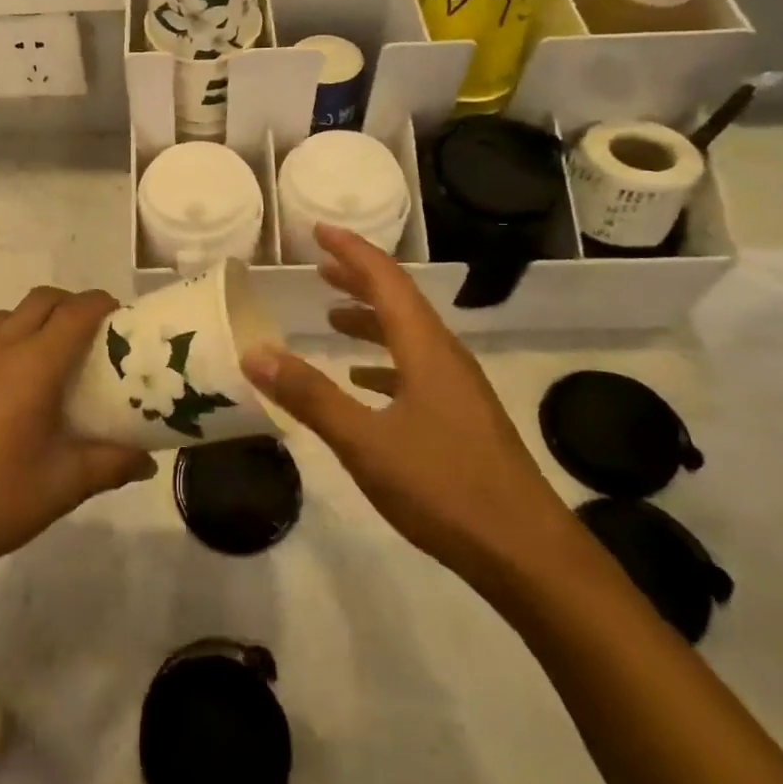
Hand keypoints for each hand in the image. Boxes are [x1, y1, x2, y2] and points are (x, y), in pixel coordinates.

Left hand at [0, 287, 156, 586]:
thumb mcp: (62, 487)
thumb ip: (110, 465)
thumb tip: (147, 461)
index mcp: (33, 365)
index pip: (77, 311)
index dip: (103, 305)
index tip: (121, 320)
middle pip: (41, 300)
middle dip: (70, 306)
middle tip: (88, 339)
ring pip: (3, 318)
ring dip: (31, 324)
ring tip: (43, 366)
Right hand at [240, 224, 576, 597]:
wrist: (526, 553)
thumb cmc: (444, 488)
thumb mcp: (366, 442)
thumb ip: (310, 396)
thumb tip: (256, 353)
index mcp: (426, 349)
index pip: (386, 280)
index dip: (352, 250)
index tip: (319, 229)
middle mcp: (445, 357)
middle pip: (399, 301)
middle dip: (358, 278)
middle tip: (319, 267)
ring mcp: (458, 389)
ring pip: (408, 336)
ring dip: (370, 320)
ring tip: (332, 318)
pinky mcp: (461, 418)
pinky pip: (416, 369)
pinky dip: (383, 361)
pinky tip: (363, 381)